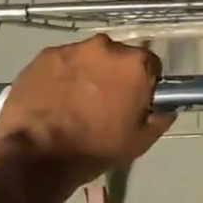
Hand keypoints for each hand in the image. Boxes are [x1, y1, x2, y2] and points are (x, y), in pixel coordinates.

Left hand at [0, 35, 173, 194]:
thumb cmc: (94, 149)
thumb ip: (159, 119)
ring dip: (86, 73)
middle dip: (113, 75)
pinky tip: (53, 98)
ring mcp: (72, 48)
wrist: (36, 156)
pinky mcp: (44, 55)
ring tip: (74, 102)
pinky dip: (61, 75)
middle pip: (117, 57)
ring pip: (87, 58)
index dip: (143, 83)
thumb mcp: (138, 142)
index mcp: (134, 64)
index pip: (150, 65)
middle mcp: (105, 46)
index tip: (133, 100)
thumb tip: (166, 108)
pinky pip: (61, 62)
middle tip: (103, 102)